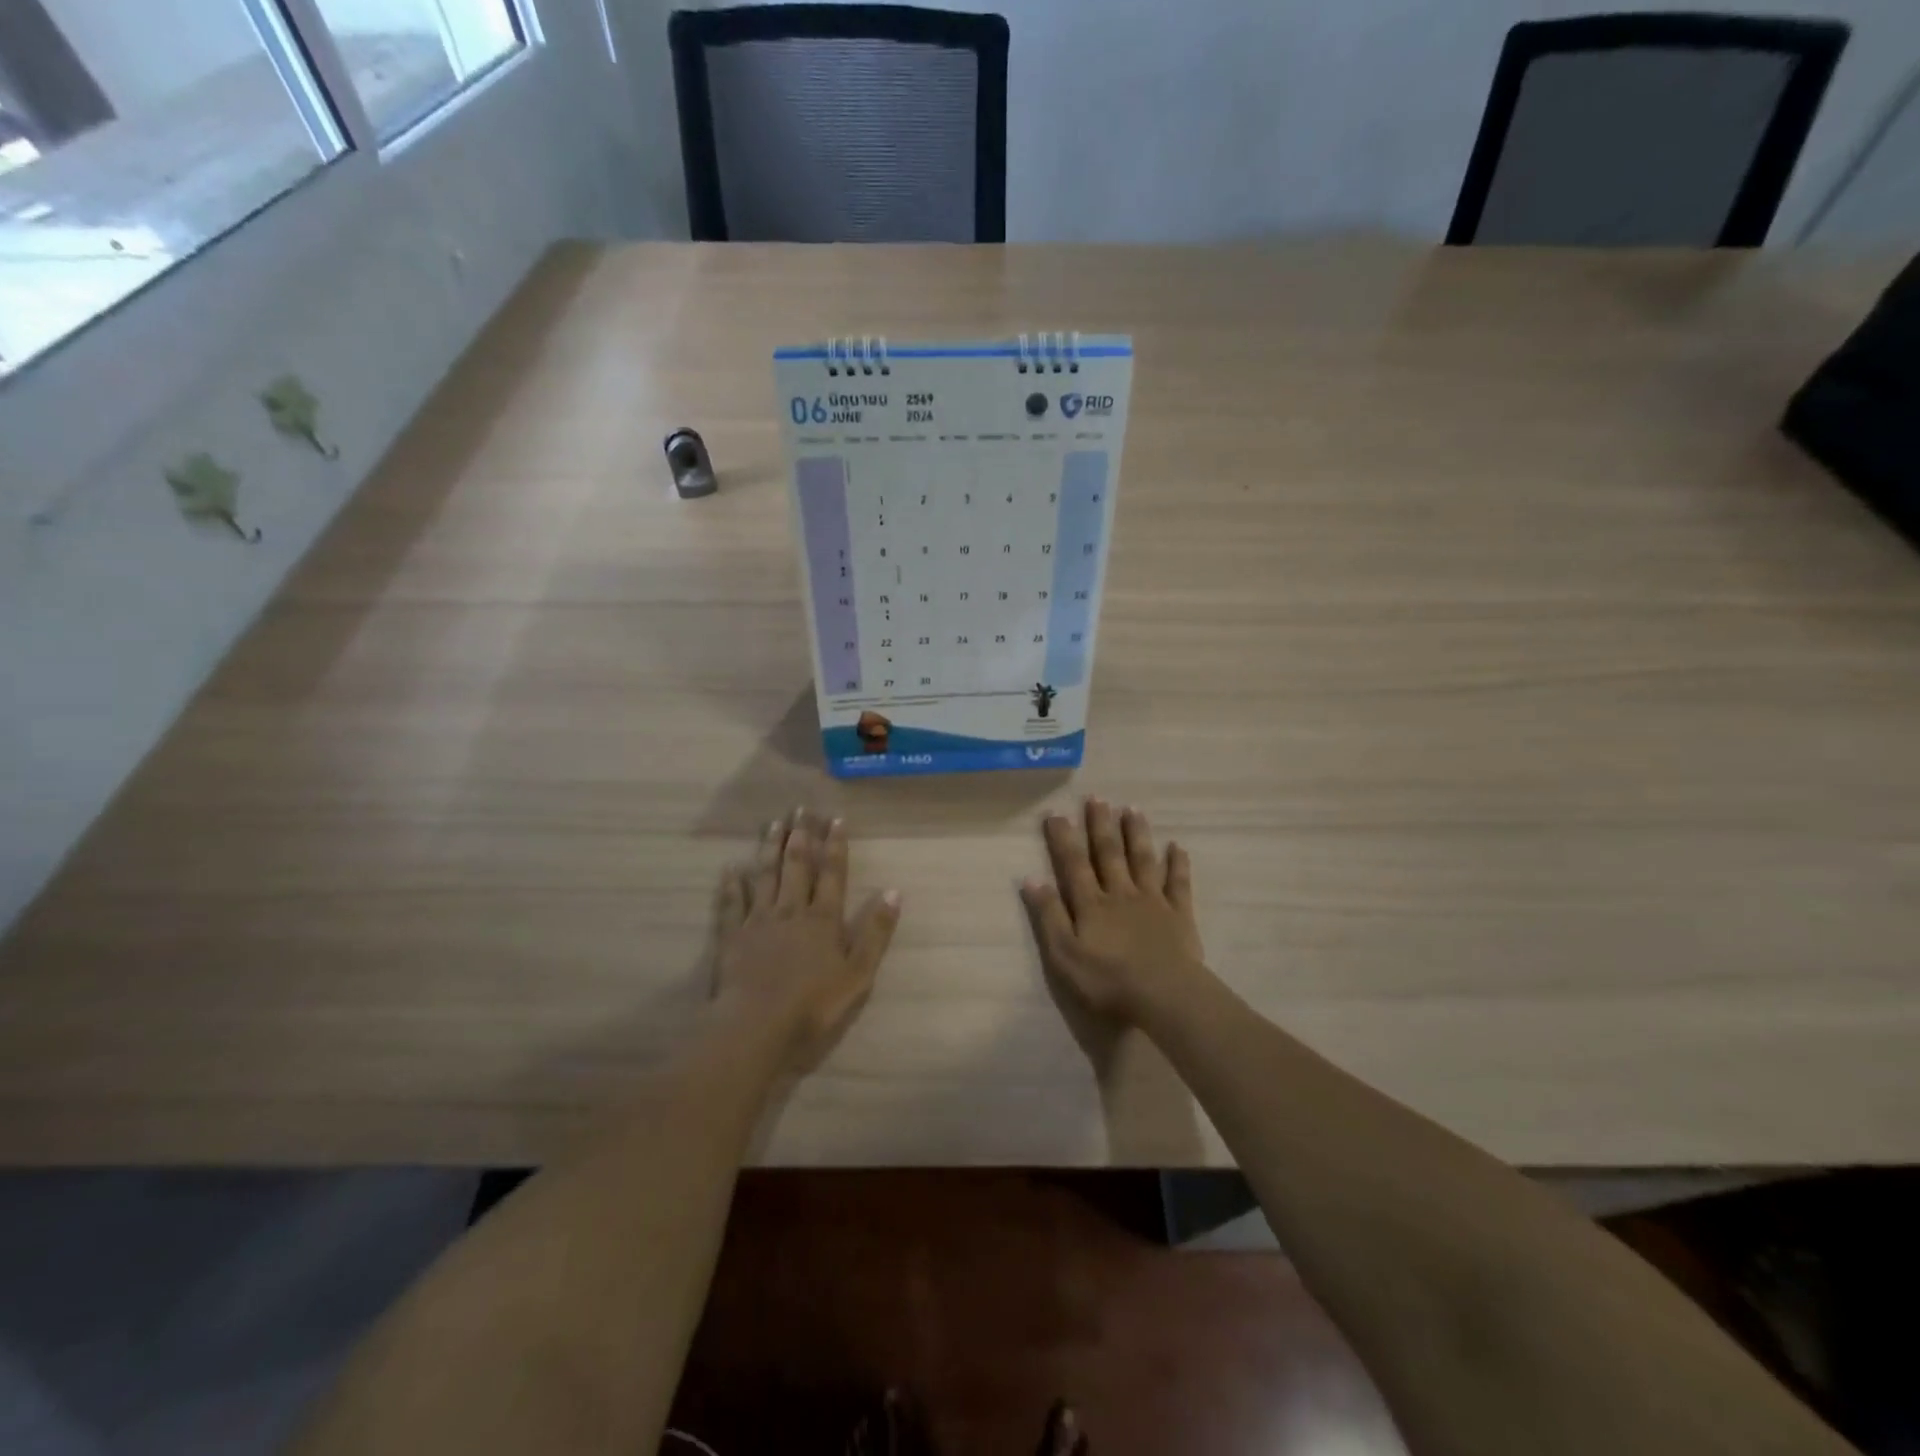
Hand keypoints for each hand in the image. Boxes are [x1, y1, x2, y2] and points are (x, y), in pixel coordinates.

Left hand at [713, 809, 901, 1073]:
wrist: (756, 1027)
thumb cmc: (813, 1005)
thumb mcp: (859, 974)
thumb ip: (876, 932)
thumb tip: (893, 891)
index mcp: (823, 920)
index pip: (832, 874)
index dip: (835, 846)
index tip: (835, 819)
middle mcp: (791, 911)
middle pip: (797, 867)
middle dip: (801, 837)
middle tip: (800, 809)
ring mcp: (758, 922)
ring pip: (765, 877)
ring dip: (770, 849)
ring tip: (773, 824)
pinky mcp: (732, 938)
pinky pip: (731, 904)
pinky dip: (731, 885)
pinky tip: (730, 868)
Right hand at [1021, 799, 1210, 1026]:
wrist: (1164, 995)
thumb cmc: (1108, 980)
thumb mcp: (1064, 954)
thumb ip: (1049, 916)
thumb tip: (1030, 878)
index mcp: (1091, 904)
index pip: (1073, 864)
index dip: (1063, 838)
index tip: (1056, 813)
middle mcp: (1121, 893)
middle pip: (1109, 854)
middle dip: (1100, 825)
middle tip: (1096, 797)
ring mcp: (1153, 901)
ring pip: (1143, 860)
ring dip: (1137, 834)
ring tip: (1132, 808)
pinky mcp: (1179, 915)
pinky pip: (1178, 883)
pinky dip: (1178, 864)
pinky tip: (1177, 846)